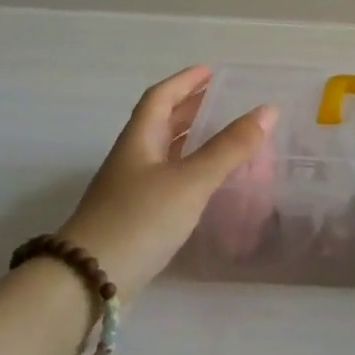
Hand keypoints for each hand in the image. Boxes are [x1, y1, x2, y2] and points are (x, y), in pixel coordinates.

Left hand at [55, 66, 276, 301]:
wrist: (86, 282)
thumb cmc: (139, 220)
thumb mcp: (191, 181)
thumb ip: (230, 148)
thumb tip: (268, 110)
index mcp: (139, 141)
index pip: (159, 98)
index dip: (183, 81)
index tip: (209, 71)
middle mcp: (131, 160)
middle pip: (159, 123)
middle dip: (188, 107)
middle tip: (218, 99)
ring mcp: (129, 191)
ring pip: (162, 153)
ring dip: (188, 139)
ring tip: (218, 135)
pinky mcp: (133, 218)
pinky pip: (165, 180)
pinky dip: (187, 170)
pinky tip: (203, 184)